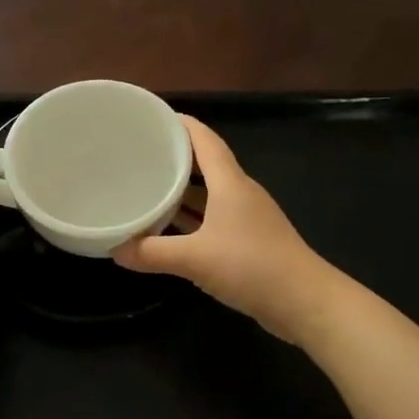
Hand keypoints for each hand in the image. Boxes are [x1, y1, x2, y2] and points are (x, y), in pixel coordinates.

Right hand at [114, 116, 340, 341]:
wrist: (303, 300)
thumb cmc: (251, 266)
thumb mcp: (194, 259)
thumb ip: (152, 253)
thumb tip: (115, 249)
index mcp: (230, 183)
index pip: (203, 139)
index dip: (179, 124)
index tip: (149, 119)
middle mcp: (240, 193)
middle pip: (205, 164)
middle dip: (174, 158)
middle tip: (138, 156)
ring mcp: (247, 217)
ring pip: (209, 194)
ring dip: (182, 191)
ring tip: (147, 188)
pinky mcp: (250, 241)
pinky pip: (213, 219)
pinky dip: (191, 219)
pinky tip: (170, 230)